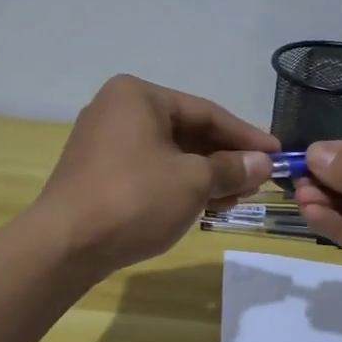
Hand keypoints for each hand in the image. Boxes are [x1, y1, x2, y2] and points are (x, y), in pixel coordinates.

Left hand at [35, 75, 277, 275]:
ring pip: (170, 154)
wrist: (64, 245)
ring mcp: (104, 142)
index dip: (246, 136)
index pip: (206, 112)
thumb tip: (263, 163)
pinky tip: (206, 206)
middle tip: (259, 180)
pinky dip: (179, 185)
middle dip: (225, 159)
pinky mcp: (99, 173)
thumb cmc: (134, 199)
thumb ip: (232, 168)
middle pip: (188, 132)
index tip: (277, 154)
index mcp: (138, 96)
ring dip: (206, 175)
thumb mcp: (193, 182)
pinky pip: (150, 171)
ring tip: (238, 198)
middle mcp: (118, 110)